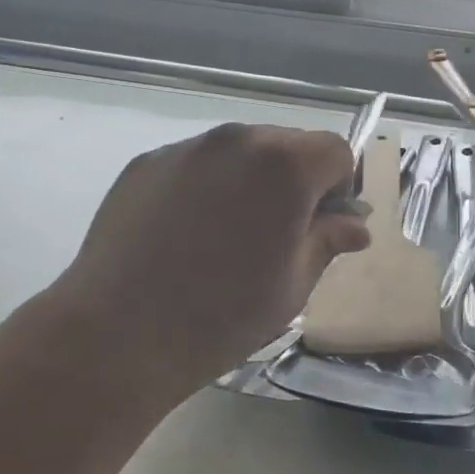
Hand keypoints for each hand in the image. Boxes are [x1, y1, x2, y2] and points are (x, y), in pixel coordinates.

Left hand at [49, 123, 369, 402]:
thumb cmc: (222, 316)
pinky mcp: (146, 163)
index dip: (340, 186)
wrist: (119, 333)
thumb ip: (328, 240)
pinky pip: (194, 164)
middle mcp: (236, 140)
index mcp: (283, 165)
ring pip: (238, 151)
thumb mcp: (293, 285)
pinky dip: (205, 186)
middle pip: (285, 144)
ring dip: (249, 180)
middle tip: (277, 233)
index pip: (335, 150)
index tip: (323, 225)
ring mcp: (185, 148)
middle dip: (295, 179)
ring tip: (226, 235)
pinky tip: (184, 234)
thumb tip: (355, 224)